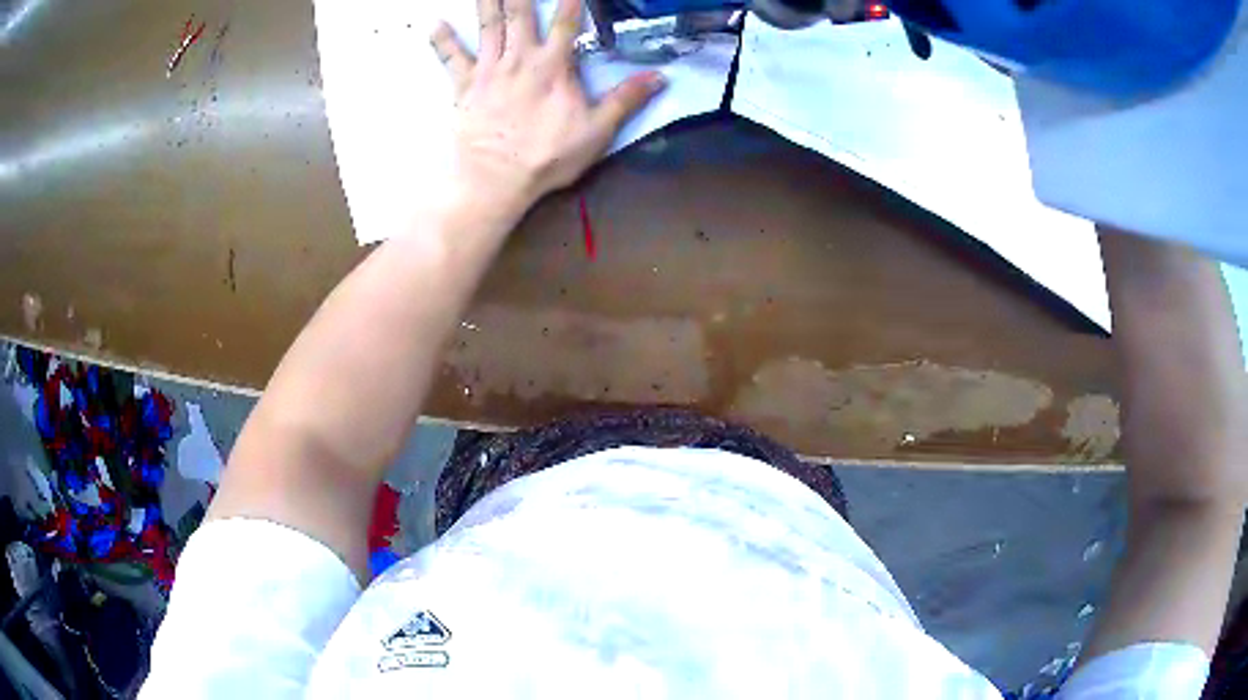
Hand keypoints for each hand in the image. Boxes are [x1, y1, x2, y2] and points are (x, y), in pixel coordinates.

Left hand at [430, 0, 665, 211]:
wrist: (495, 180)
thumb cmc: (547, 157)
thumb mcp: (596, 132)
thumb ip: (626, 100)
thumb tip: (660, 76)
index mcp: (553, 66)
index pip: (566, 20)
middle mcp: (520, 58)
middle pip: (520, 13)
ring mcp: (489, 70)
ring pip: (488, 26)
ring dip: (487, 2)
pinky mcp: (465, 86)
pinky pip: (451, 58)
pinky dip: (442, 41)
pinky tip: (433, 23)